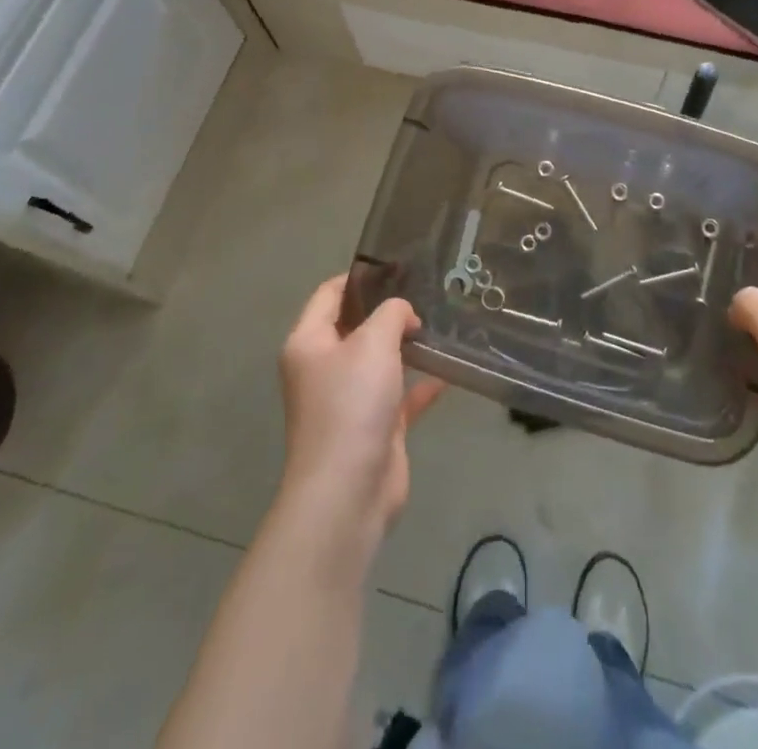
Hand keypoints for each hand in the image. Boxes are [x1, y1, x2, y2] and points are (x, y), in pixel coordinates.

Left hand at [276, 276, 445, 544]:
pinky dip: (420, 384)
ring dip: (407, 346)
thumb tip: (403, 314)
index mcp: (309, 342)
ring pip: (380, 361)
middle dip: (388, 311)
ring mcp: (348, 400)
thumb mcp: (373, 342)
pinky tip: (448, 372)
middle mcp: (324, 368)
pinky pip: (399, 395)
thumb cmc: (352, 404)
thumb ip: (392, 313)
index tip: (398, 267)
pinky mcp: (373, 427)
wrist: (348, 491)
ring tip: (441, 324)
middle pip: (356, 326)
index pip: (330, 294)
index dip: (361, 277)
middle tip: (427, 292)